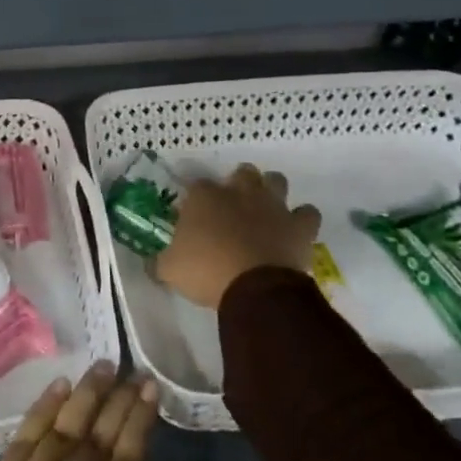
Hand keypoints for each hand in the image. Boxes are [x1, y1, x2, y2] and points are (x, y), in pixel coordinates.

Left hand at [0, 364, 173, 460]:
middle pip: (97, 440)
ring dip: (85, 394)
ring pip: (62, 429)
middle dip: (118, 401)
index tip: (151, 390)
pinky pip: (23, 437)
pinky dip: (42, 409)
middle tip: (134, 370)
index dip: (140, 424)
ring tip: (102, 365)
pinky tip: (58, 387)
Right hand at [155, 163, 319, 308]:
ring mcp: (272, 205)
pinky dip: (302, 219)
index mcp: (204, 197)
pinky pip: (307, 213)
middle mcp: (239, 192)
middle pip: (242, 172)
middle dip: (239, 184)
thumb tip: (152, 263)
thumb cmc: (206, 272)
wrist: (255, 289)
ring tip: (266, 212)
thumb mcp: (169, 269)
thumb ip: (160, 261)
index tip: (194, 218)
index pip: (197, 186)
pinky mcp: (298, 225)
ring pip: (276, 181)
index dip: (196, 200)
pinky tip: (295, 231)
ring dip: (271, 192)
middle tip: (233, 209)